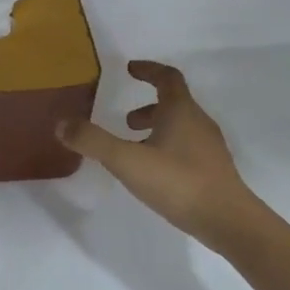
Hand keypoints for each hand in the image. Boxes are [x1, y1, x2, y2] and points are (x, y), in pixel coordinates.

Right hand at [58, 61, 263, 240]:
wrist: (227, 221)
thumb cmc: (178, 182)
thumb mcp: (127, 160)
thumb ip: (93, 141)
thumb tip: (62, 124)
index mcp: (181, 111)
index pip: (167, 78)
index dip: (148, 70)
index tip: (130, 68)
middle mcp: (199, 123)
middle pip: (175, 104)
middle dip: (148, 106)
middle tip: (125, 119)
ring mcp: (209, 148)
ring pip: (181, 128)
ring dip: (157, 129)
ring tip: (134, 147)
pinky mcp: (212, 171)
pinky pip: (186, 148)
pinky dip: (166, 148)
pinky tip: (153, 172)